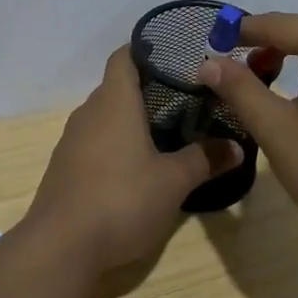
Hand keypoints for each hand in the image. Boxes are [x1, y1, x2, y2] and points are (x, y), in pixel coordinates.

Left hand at [21, 46, 241, 283]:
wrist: (60, 247)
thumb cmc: (121, 199)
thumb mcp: (173, 182)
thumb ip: (205, 159)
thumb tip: (237, 147)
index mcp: (114, 101)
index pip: (125, 56)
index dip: (148, 50)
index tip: (176, 55)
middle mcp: (89, 112)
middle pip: (117, 86)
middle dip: (149, 89)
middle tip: (186, 98)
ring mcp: (72, 141)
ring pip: (106, 116)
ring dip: (132, 119)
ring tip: (168, 130)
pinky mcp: (65, 168)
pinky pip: (95, 142)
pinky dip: (116, 144)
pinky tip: (137, 165)